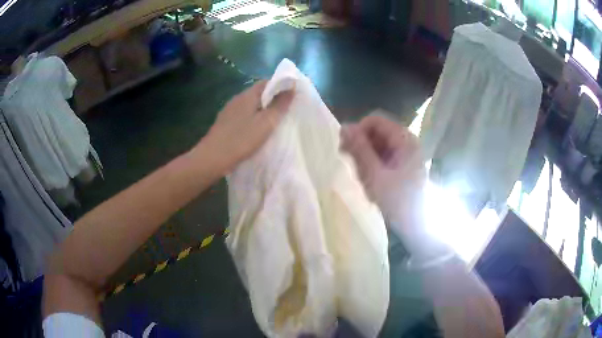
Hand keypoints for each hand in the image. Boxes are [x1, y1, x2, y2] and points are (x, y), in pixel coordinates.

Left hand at [203, 80, 293, 170]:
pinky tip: (256, 128)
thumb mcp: (266, 123)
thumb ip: (280, 106)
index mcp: (248, 95)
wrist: (213, 157)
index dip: (281, 85)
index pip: (267, 82)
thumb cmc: (242, 139)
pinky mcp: (225, 121)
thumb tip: (291, 88)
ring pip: (250, 104)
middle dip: (273, 97)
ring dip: (262, 108)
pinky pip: (243, 113)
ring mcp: (229, 110)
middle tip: (286, 109)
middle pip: (258, 92)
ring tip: (273, 119)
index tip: (292, 95)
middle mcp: (237, 98)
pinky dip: (253, 116)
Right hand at [340, 115, 426, 237]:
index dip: (358, 131)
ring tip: (365, 181)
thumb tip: (344, 126)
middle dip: (361, 148)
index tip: (346, 149)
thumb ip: (359, 149)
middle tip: (354, 169)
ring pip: (376, 147)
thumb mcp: (375, 175)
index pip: (375, 121)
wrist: (417, 226)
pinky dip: (372, 168)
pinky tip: (371, 184)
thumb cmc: (398, 201)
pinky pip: (381, 158)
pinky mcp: (402, 166)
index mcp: (404, 139)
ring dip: (365, 160)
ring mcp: (405, 155)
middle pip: (376, 133)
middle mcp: (406, 142)